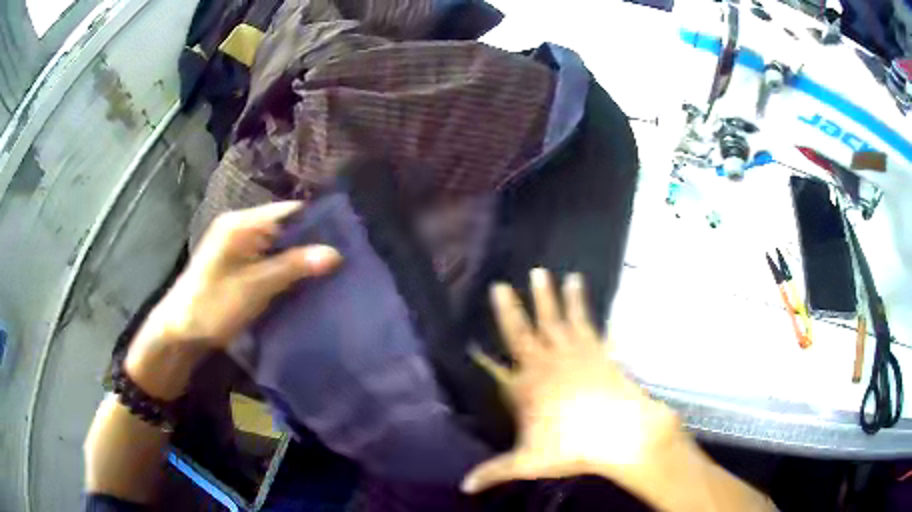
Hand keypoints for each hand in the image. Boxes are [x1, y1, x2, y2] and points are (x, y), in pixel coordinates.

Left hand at [125, 201, 340, 398]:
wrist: (180, 331)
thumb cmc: (214, 305)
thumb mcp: (256, 287)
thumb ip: (294, 267)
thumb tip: (336, 253)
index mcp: (241, 224)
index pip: (288, 211)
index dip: (316, 223)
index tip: (344, 240)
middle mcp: (240, 227)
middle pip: (283, 227)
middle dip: (310, 242)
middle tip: (340, 260)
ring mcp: (237, 245)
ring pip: (276, 244)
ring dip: (298, 257)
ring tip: (328, 270)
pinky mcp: (236, 263)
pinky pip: (267, 258)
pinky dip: (284, 267)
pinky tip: (301, 281)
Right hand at [462, 269, 681, 493]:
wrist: (621, 434)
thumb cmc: (573, 447)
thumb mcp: (528, 462)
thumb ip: (494, 471)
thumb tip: (464, 486)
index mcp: (529, 384)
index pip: (506, 351)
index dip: (499, 327)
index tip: (492, 304)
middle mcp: (551, 362)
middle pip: (531, 328)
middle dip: (521, 304)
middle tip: (513, 279)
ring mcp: (579, 354)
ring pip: (562, 319)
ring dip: (557, 297)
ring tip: (555, 274)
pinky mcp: (603, 353)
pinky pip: (593, 325)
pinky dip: (589, 310)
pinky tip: (592, 298)